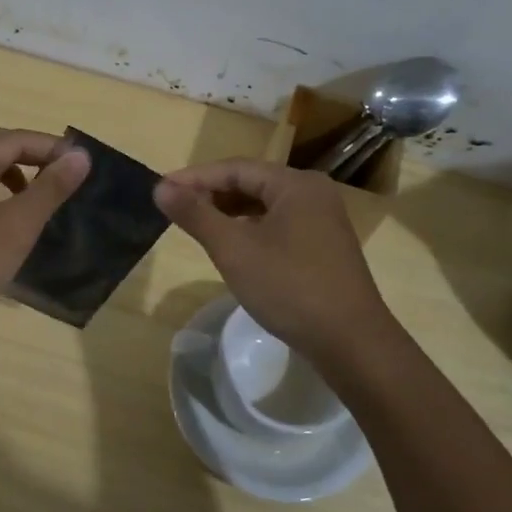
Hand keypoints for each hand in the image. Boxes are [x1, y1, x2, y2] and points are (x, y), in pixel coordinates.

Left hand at [0, 128, 91, 337]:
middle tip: (69, 177)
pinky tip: (14, 226)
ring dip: (18, 180)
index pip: (13, 140)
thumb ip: (50, 188)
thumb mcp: (15, 225)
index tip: (84, 163)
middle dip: (35, 159)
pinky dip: (1, 202)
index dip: (50, 146)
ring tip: (44, 200)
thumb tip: (80, 156)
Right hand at [154, 158, 390, 360]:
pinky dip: (250, 229)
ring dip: (229, 212)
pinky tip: (232, 245)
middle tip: (174, 207)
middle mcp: (312, 193)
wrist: (351, 342)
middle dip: (211, 193)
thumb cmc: (289, 287)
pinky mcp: (323, 247)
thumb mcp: (234, 249)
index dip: (194, 178)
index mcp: (295, 184)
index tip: (160, 189)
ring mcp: (322, 221)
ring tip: (196, 224)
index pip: (235, 169)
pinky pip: (278, 225)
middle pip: (251, 183)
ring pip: (264, 206)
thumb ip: (196, 214)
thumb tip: (161, 187)